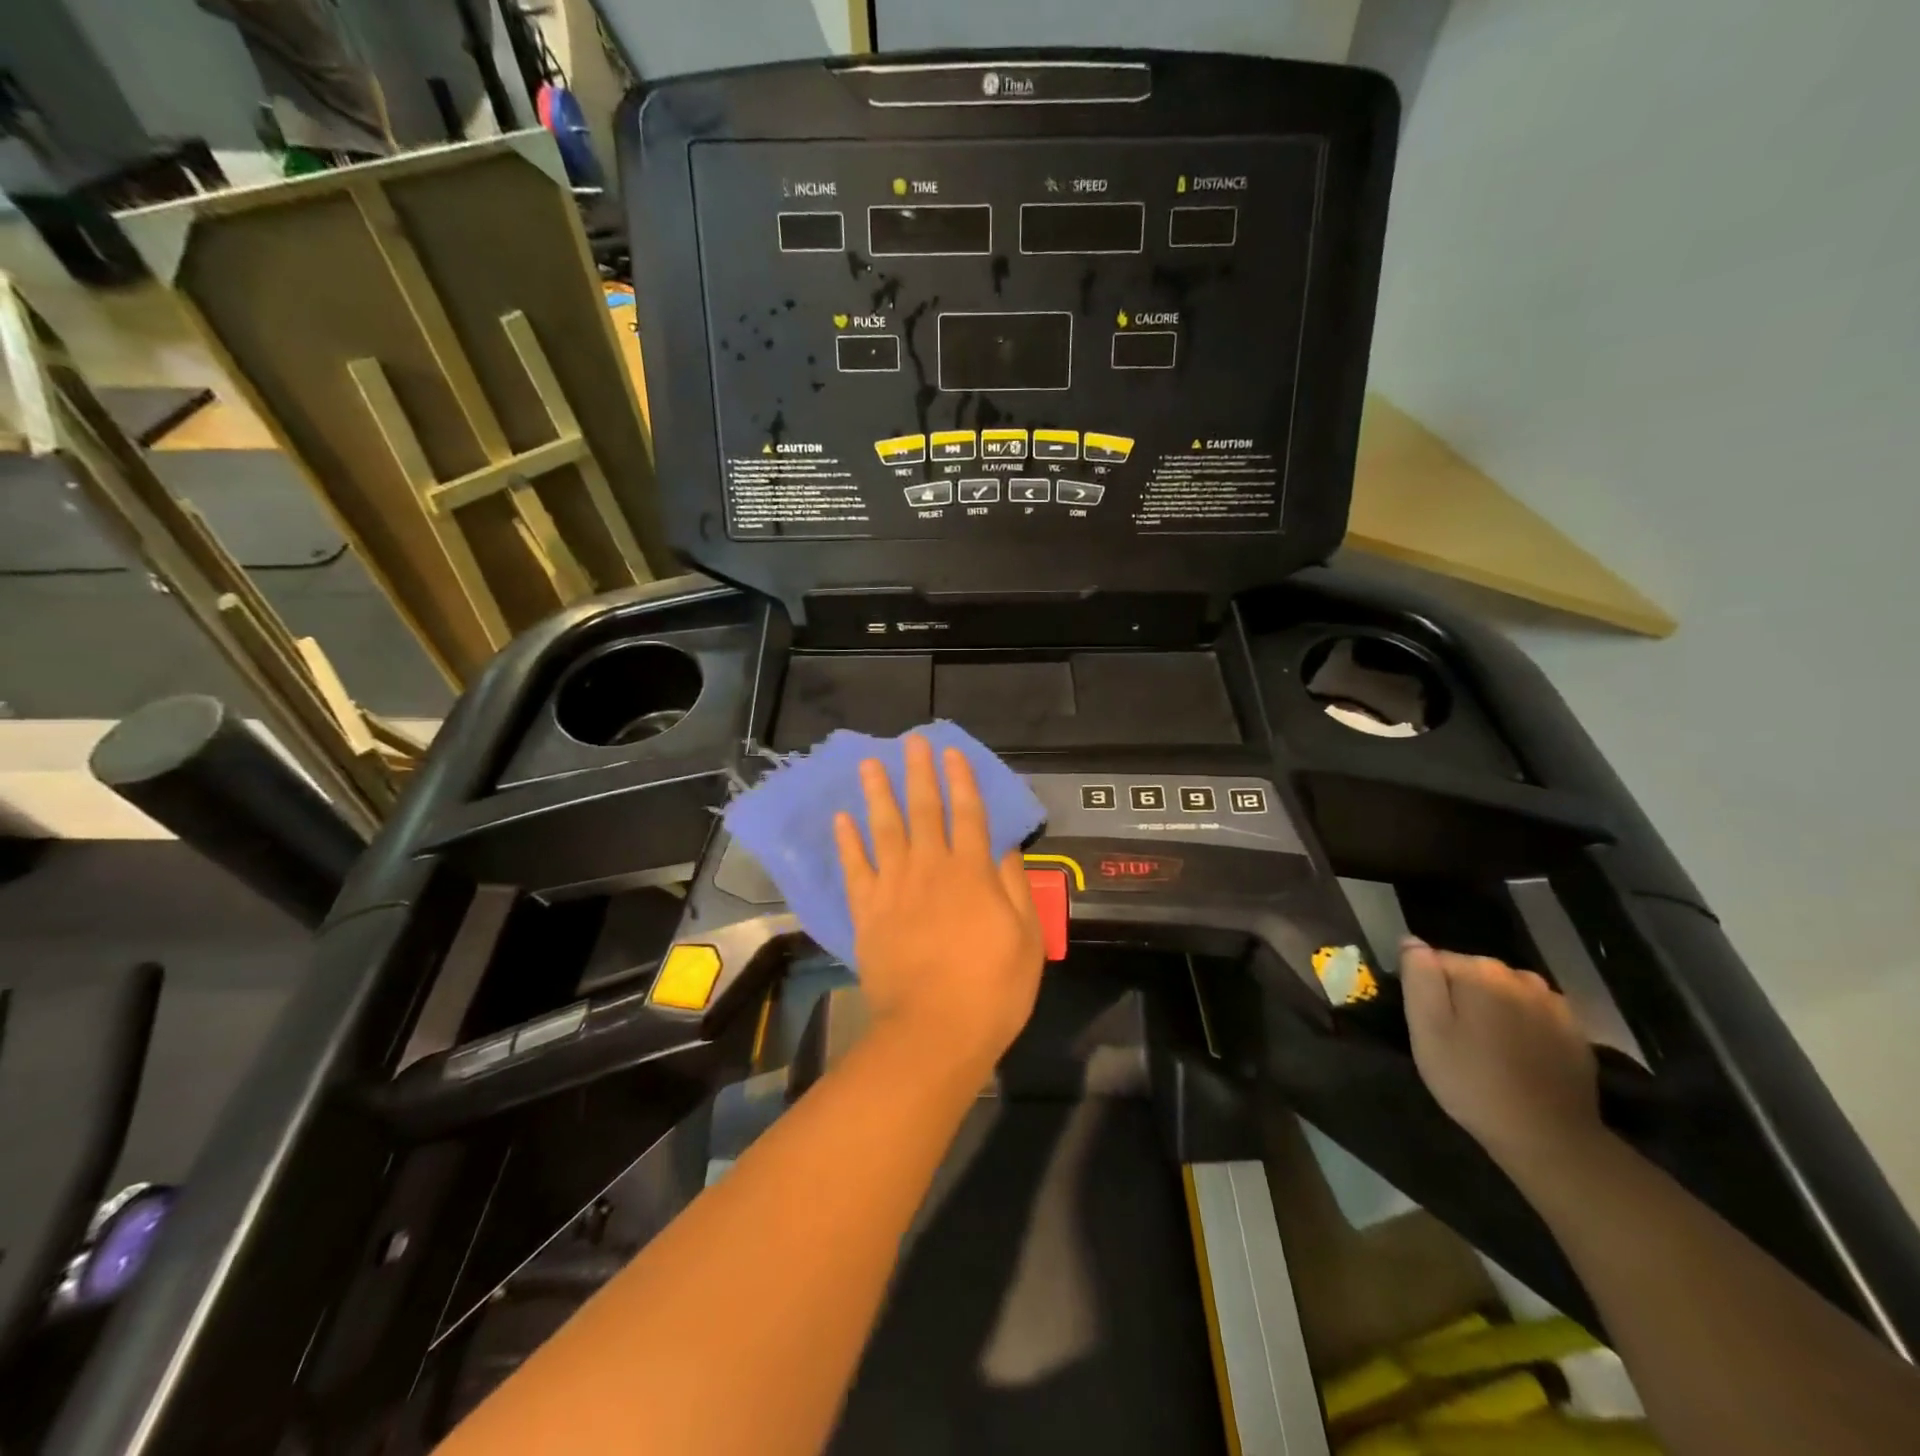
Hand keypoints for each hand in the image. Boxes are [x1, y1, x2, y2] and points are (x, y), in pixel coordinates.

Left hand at [833, 735, 1044, 1078]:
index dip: (962, 781)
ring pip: (884, 829)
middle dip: (919, 773)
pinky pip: (855, 868)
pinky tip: (842, 819)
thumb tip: (1003, 849)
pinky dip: (847, 842)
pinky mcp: (868, 912)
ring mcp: (894, 888)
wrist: (933, 1032)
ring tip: (869, 764)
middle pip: (924, 810)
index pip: (969, 814)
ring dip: (877, 794)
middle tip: (911, 742)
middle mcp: (930, 868)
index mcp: (971, 873)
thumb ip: (1014, 888)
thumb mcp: (1026, 939)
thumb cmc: (992, 989)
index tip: (952, 754)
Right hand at [1401, 938, 1601, 1174]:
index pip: (1436, 960)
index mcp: (1480, 971)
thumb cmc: (1473, 1080)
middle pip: (1474, 973)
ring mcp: (1553, 1003)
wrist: (1549, 1137)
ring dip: (1492, 1010)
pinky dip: (1522, 1027)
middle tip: (1453, 1039)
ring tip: (1486, 1048)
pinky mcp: (1575, 1031)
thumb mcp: (1426, 1028)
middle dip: (1461, 996)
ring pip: (1505, 993)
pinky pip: (1534, 1014)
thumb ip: (1418, 977)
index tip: (1429, 1024)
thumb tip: (1412, 942)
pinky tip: (1517, 1057)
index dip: (1427, 990)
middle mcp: (1519, 976)